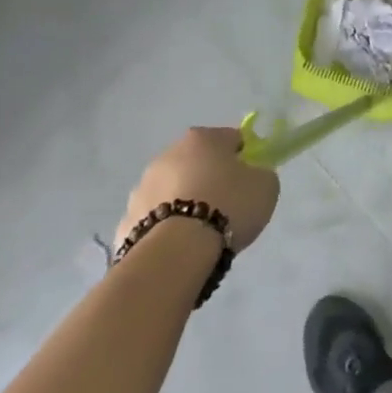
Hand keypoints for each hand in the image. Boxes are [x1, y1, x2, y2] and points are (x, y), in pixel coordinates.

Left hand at [118, 127, 278, 252]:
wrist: (174, 254)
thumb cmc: (227, 208)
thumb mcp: (266, 186)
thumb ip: (260, 174)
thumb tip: (251, 176)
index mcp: (202, 138)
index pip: (232, 139)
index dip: (244, 159)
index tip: (250, 182)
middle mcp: (168, 154)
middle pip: (198, 163)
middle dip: (210, 180)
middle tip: (227, 208)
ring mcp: (142, 188)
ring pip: (173, 191)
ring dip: (185, 203)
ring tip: (201, 234)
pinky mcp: (125, 222)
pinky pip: (154, 221)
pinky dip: (165, 230)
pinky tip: (178, 249)